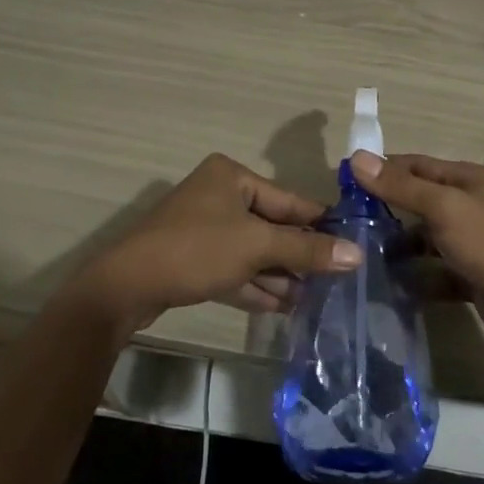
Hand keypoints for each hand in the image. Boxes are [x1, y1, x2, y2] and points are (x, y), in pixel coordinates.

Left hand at [54, 154, 360, 341]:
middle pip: (272, 226)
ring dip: (281, 275)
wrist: (126, 286)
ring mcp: (203, 228)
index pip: (289, 200)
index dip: (321, 224)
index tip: (353, 245)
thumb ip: (306, 249)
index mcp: (232, 176)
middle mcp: (218, 195)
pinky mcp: (192, 259)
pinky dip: (256, 285)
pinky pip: (234, 268)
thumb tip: (357, 254)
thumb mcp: (257, 246)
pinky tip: (286, 306)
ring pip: (253, 251)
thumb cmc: (197, 250)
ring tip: (317, 298)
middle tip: (338, 280)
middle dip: (300, 255)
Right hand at [349, 151, 483, 353]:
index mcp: (467, 179)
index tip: (343, 184)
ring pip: (424, 237)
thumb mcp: (444, 209)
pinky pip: (433, 270)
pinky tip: (386, 283)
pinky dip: (413, 275)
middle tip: (345, 223)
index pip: (415, 165)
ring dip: (397, 245)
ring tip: (359, 254)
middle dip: (384, 209)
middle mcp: (469, 205)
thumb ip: (401, 186)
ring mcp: (470, 242)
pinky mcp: (469, 274)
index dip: (380, 170)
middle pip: (418, 200)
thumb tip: (356, 157)